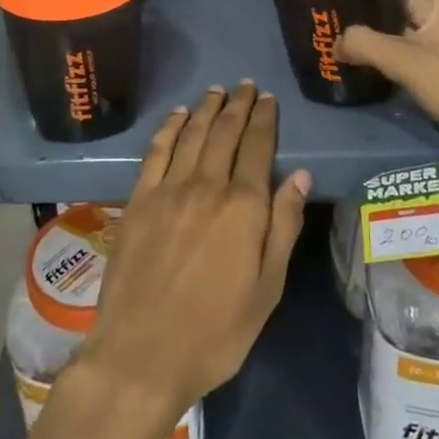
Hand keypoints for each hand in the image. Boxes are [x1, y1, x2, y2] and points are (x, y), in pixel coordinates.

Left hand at [77, 84, 309, 424]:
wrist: (142, 353)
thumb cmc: (216, 332)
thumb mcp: (267, 288)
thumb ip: (283, 226)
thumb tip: (300, 176)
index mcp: (244, 207)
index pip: (258, 147)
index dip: (265, 119)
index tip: (269, 98)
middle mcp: (207, 185)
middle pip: (225, 133)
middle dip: (239, 105)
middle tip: (247, 86)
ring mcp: (168, 189)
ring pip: (192, 135)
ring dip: (207, 109)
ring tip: (218, 91)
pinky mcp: (138, 199)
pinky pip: (157, 151)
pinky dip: (169, 128)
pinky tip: (178, 115)